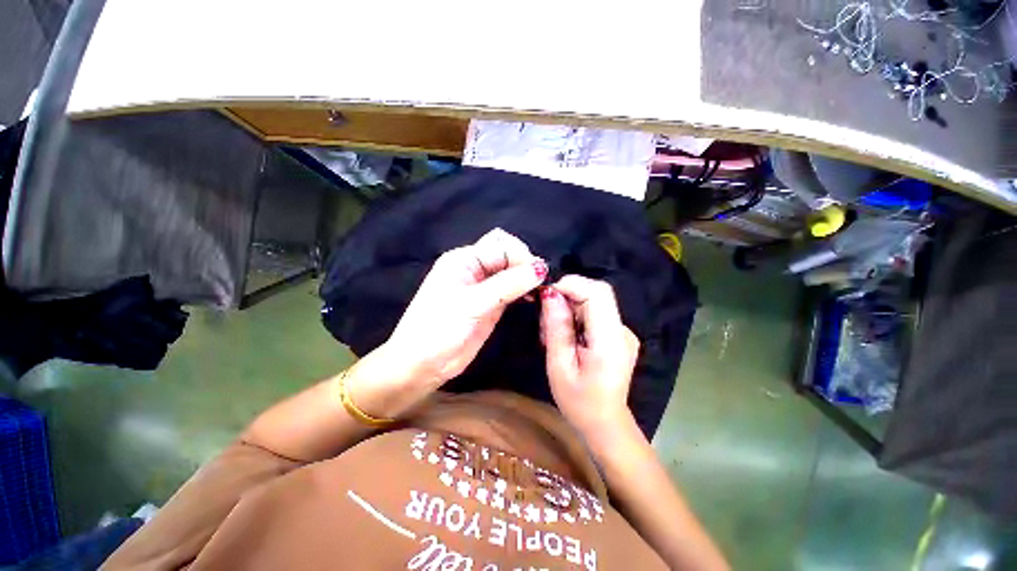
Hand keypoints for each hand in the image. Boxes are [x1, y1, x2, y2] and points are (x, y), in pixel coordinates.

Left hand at [385, 228, 546, 386]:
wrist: (424, 363)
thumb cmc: (440, 328)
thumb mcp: (473, 303)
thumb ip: (507, 284)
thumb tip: (540, 268)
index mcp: (464, 259)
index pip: (501, 246)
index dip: (522, 257)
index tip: (539, 275)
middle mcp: (475, 268)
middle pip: (507, 253)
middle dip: (525, 263)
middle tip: (539, 282)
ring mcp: (483, 286)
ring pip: (511, 272)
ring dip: (526, 277)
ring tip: (539, 291)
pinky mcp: (490, 303)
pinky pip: (511, 290)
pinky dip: (523, 291)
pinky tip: (531, 298)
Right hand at [540, 275, 639, 440]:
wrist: (605, 423)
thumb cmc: (579, 402)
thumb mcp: (559, 366)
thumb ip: (557, 328)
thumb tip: (550, 294)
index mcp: (610, 340)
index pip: (597, 293)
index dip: (571, 284)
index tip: (546, 295)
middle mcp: (622, 330)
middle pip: (597, 293)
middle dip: (567, 295)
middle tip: (546, 318)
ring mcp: (623, 332)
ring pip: (594, 302)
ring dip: (570, 308)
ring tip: (554, 333)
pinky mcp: (618, 335)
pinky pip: (596, 313)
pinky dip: (577, 317)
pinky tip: (567, 337)